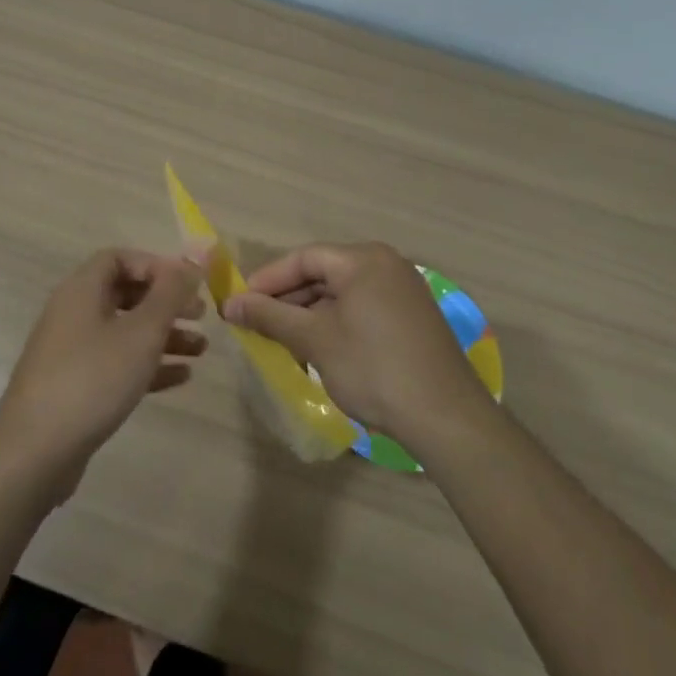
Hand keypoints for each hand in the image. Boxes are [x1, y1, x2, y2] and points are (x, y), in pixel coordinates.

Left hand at [0, 250, 205, 498]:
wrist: (34, 452)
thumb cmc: (92, 378)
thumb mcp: (141, 332)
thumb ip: (169, 295)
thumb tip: (190, 263)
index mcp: (82, 290)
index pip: (119, 258)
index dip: (155, 265)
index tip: (186, 284)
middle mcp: (73, 313)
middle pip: (125, 294)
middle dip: (165, 303)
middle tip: (201, 316)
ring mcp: (71, 352)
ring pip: (124, 331)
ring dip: (163, 336)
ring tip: (201, 350)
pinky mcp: (75, 386)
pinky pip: (117, 363)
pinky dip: (148, 365)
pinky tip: (181, 377)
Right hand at [223, 242, 489, 449]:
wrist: (446, 417)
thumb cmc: (373, 368)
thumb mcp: (315, 340)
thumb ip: (270, 316)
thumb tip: (230, 304)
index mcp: (363, 259)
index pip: (303, 258)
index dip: (267, 280)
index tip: (239, 304)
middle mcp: (386, 264)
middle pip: (323, 273)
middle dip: (287, 299)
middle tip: (256, 324)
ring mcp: (403, 290)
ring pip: (342, 293)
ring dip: (309, 314)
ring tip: (283, 341)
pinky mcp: (412, 316)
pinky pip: (362, 308)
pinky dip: (336, 323)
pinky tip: (318, 349)